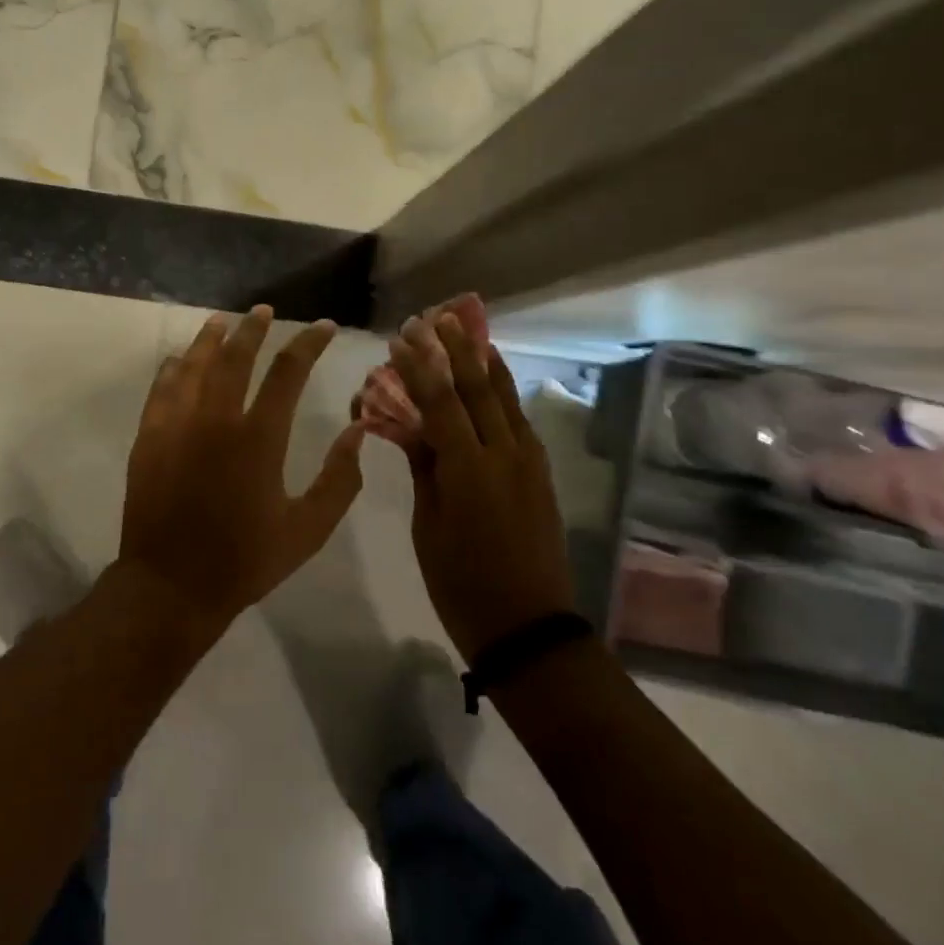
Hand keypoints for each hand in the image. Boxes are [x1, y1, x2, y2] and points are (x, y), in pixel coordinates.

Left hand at [118, 306, 366, 636]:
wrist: (171, 586)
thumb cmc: (245, 560)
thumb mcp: (308, 529)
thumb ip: (339, 480)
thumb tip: (356, 431)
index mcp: (259, 438)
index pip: (288, 372)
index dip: (308, 344)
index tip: (323, 326)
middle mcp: (216, 420)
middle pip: (235, 356)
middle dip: (254, 328)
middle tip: (265, 311)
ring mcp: (176, 426)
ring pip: (194, 365)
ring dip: (210, 339)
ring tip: (223, 321)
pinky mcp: (149, 438)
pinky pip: (160, 390)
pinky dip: (172, 369)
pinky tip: (178, 359)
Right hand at [387, 311, 573, 663]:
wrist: (528, 627)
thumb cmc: (462, 583)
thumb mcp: (429, 527)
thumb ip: (425, 469)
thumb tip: (412, 428)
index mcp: (469, 469)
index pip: (439, 403)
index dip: (418, 368)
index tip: (401, 339)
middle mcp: (504, 454)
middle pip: (478, 389)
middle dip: (454, 350)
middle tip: (436, 318)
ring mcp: (529, 463)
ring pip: (506, 399)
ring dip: (486, 362)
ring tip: (471, 331)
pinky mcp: (542, 475)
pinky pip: (520, 421)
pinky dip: (505, 393)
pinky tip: (496, 381)